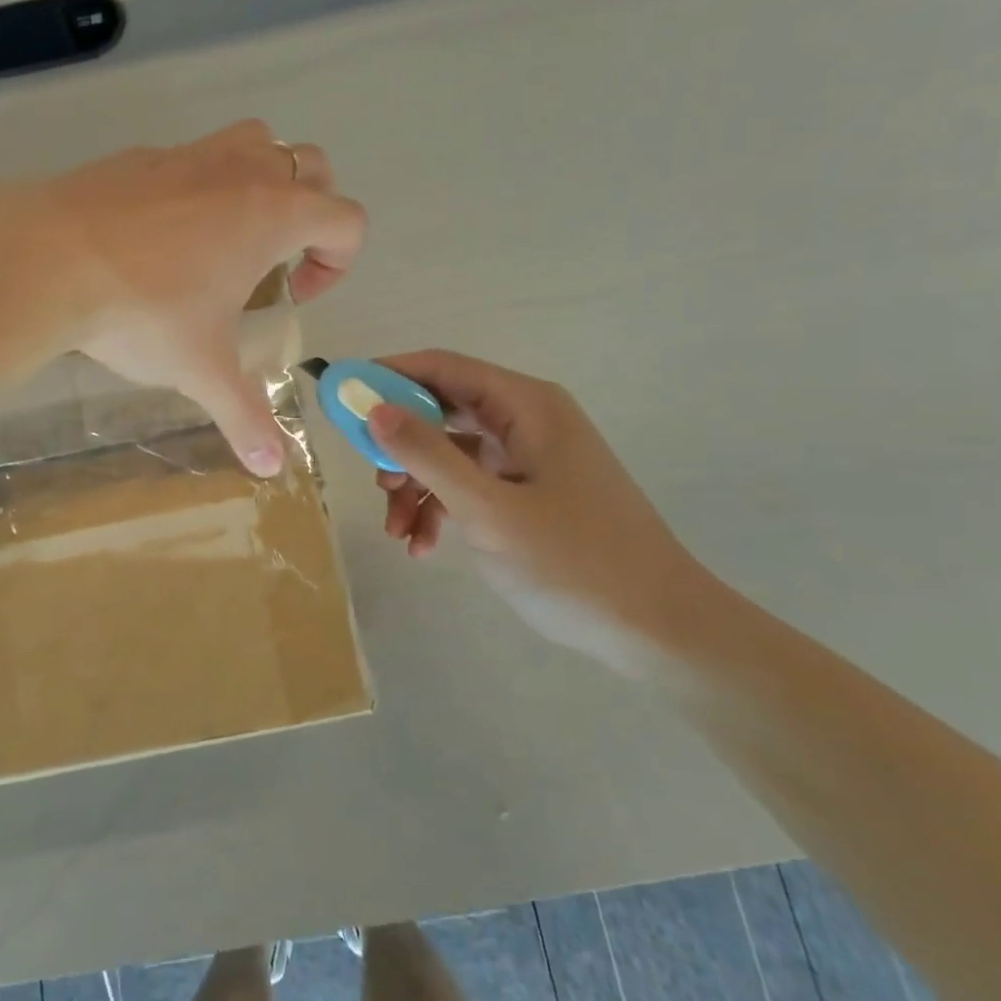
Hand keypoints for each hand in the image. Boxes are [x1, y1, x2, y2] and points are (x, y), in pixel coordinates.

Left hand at [0, 121, 366, 474]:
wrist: (44, 259)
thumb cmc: (143, 311)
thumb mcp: (202, 369)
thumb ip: (244, 417)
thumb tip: (270, 468)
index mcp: (273, 214)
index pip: (346, 220)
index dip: (337, 263)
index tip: (293, 297)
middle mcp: (241, 171)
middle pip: (312, 167)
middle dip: (310, 214)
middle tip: (274, 262)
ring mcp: (189, 154)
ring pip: (255, 142)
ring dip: (262, 181)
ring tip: (229, 237)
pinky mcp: (141, 155)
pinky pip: (193, 157)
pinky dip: (200, 185)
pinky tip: (162, 236)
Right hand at [367, 350, 711, 673]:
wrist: (659, 631)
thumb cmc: (574, 562)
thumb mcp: (487, 508)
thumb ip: (427, 454)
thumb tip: (373, 407)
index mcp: (527, 406)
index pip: (442, 368)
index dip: (387, 377)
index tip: (341, 399)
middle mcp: (528, 421)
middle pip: (442, 410)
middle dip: (399, 445)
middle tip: (373, 480)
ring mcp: (530, 459)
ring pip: (450, 453)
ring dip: (416, 486)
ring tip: (397, 529)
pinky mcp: (530, 494)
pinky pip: (470, 485)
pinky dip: (441, 508)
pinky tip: (422, 545)